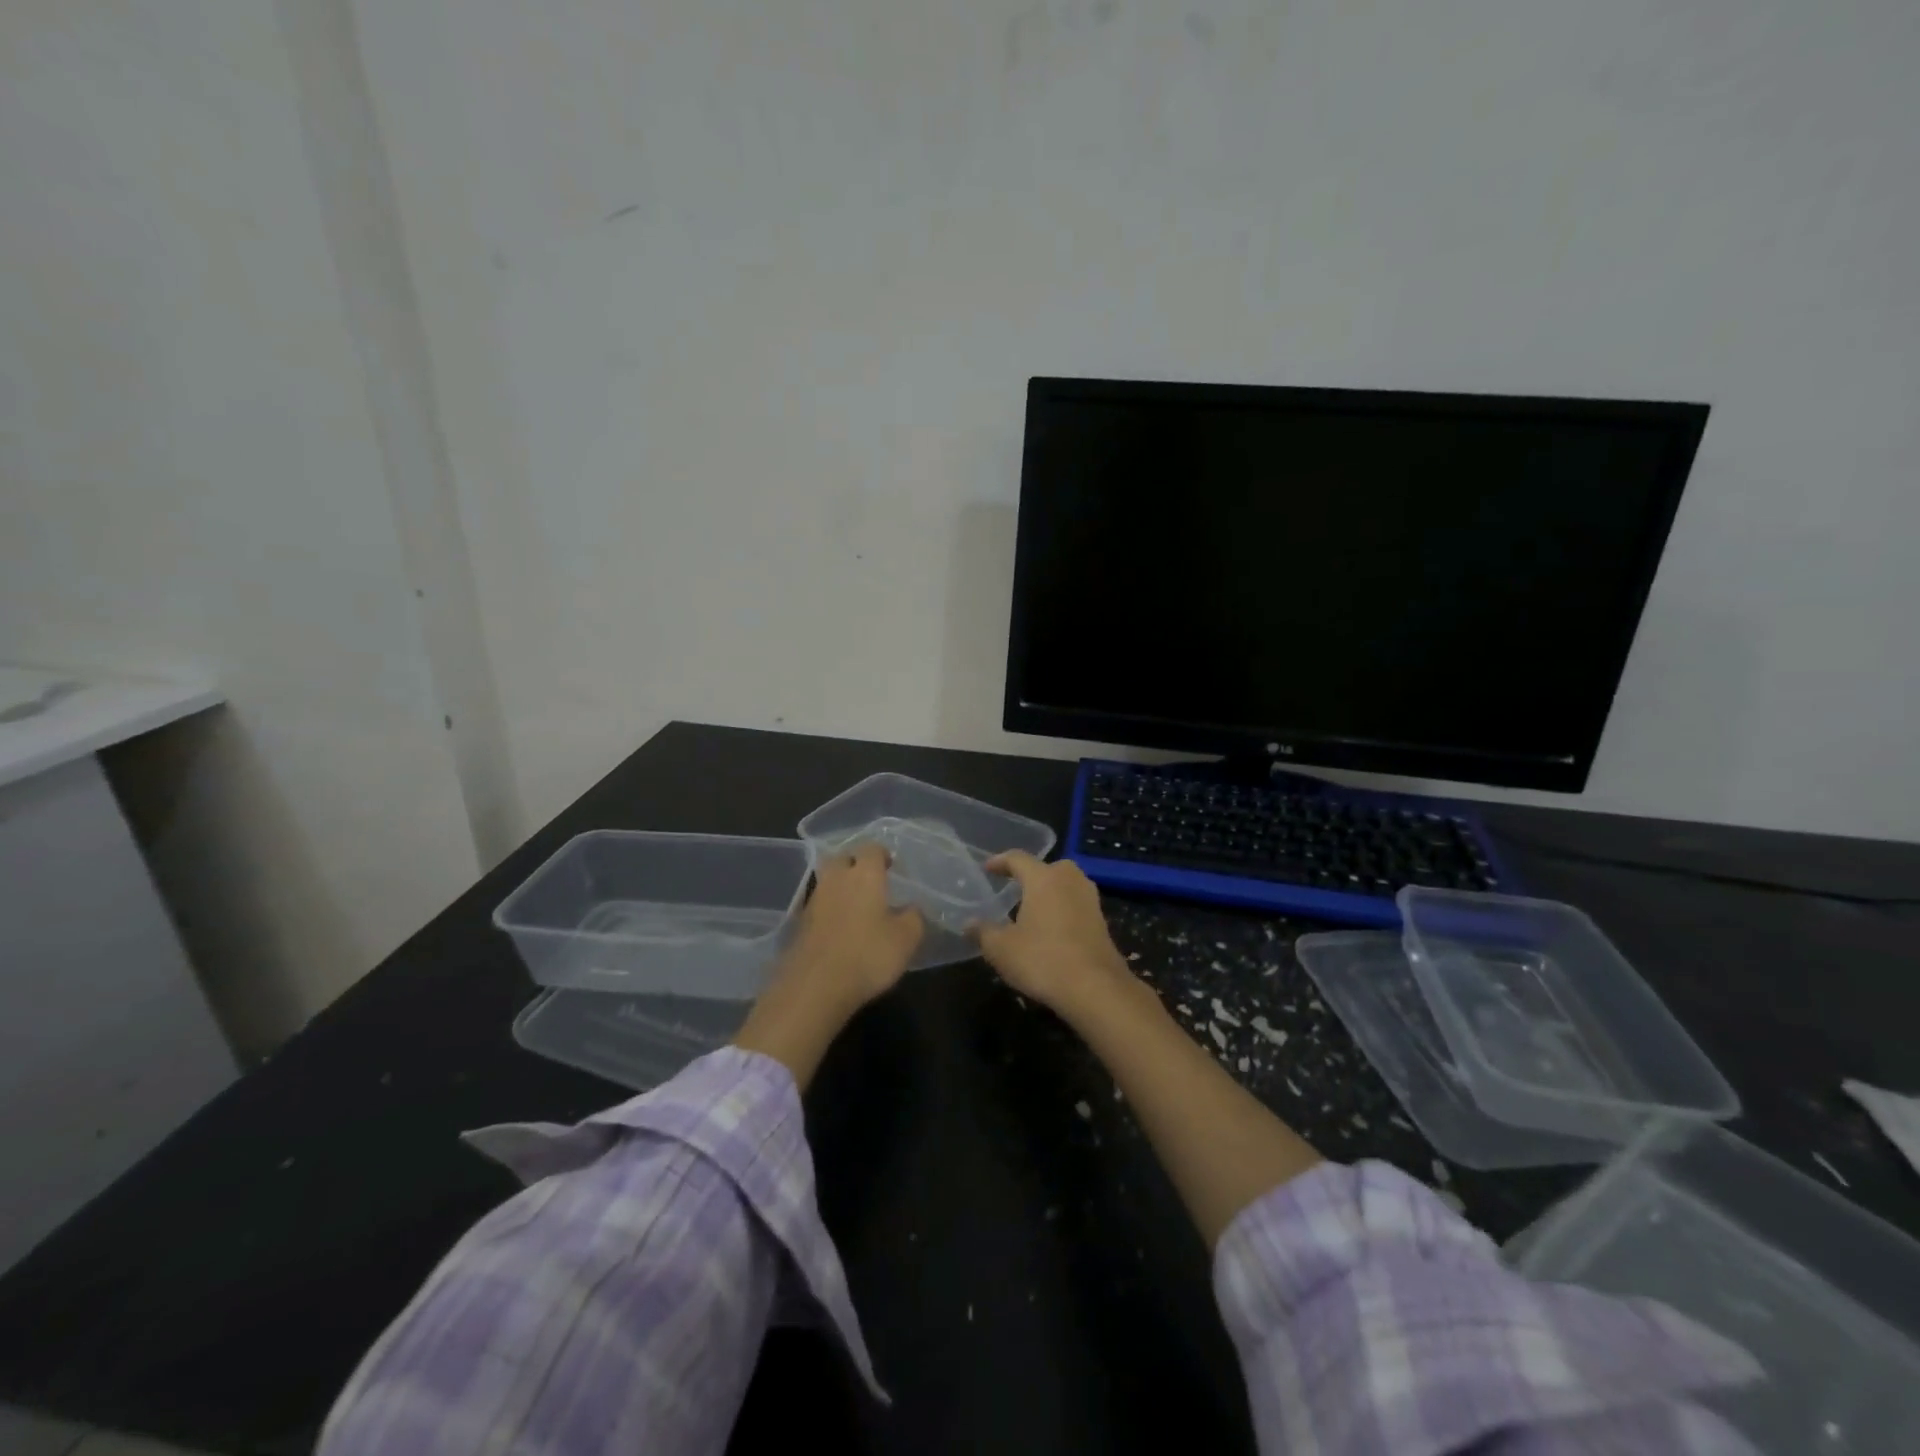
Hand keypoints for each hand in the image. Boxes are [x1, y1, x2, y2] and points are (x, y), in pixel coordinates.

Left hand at [733, 843, 923, 1086]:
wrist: (814, 987)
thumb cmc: (868, 954)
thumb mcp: (906, 939)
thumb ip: (914, 917)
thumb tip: (912, 908)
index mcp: (864, 874)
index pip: (871, 849)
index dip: (881, 854)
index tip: (891, 866)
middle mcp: (836, 879)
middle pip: (843, 859)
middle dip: (856, 864)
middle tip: (871, 880)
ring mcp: (813, 901)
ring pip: (827, 881)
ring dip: (840, 887)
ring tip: (857, 906)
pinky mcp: (799, 924)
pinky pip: (818, 906)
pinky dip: (829, 910)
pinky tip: (840, 928)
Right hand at [973, 852, 1135, 1019]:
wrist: (1096, 988)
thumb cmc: (1042, 960)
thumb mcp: (1001, 949)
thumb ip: (983, 932)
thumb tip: (968, 923)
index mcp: (1043, 878)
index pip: (1017, 858)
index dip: (999, 862)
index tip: (987, 869)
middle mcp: (1069, 879)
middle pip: (1046, 868)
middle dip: (1028, 875)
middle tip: (1011, 887)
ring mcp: (1090, 899)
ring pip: (1064, 885)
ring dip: (1047, 892)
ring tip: (1030, 908)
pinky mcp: (1101, 920)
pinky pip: (1075, 904)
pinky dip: (1061, 909)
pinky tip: (1050, 929)